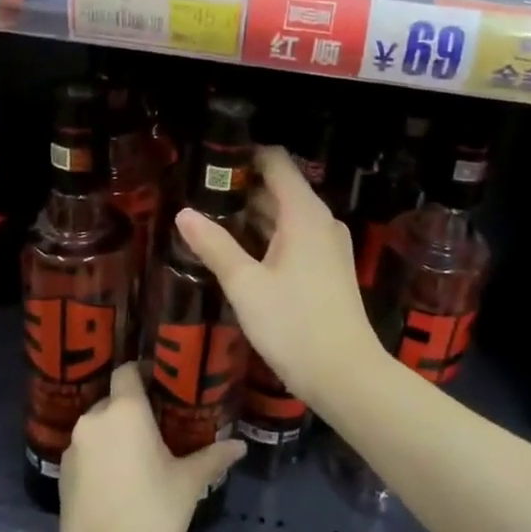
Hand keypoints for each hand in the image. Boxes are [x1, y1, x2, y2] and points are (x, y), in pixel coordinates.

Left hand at [58, 362, 243, 531]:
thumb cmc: (153, 516)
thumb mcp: (188, 484)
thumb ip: (213, 456)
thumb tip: (240, 445)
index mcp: (124, 410)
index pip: (128, 370)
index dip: (145, 372)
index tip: (164, 384)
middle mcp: (94, 419)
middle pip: (114, 399)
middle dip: (134, 409)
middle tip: (159, 426)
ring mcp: (74, 447)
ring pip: (99, 427)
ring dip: (116, 434)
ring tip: (140, 455)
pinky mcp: (62, 474)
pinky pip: (87, 451)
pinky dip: (101, 456)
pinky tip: (120, 478)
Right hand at [174, 147, 379, 415]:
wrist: (347, 376)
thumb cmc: (294, 325)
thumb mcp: (246, 286)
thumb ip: (215, 245)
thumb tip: (183, 213)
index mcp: (304, 213)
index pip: (276, 162)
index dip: (244, 155)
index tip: (210, 160)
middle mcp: (321, 220)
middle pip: (280, 187)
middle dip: (241, 186)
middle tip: (199, 191)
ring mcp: (328, 244)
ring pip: (287, 214)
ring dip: (253, 213)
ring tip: (211, 217)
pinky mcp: (329, 267)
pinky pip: (295, 236)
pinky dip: (268, 234)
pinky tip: (239, 249)